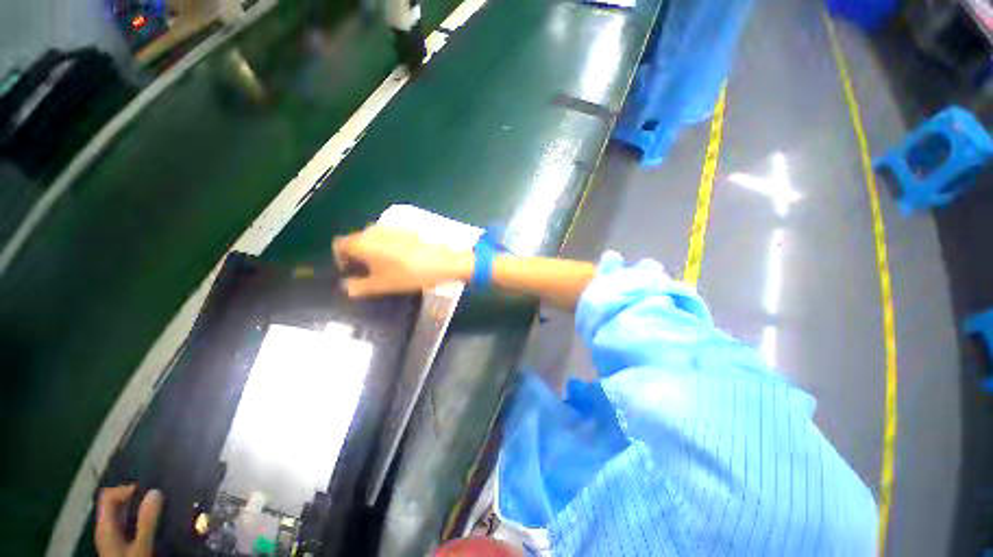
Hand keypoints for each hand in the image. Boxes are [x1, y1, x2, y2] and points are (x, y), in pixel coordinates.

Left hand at [95, 485, 162, 556]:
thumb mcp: (141, 546)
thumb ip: (147, 521)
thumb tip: (156, 491)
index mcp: (104, 526)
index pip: (108, 495)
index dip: (125, 489)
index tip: (147, 491)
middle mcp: (105, 528)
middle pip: (114, 504)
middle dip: (134, 498)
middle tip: (156, 499)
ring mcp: (111, 537)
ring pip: (122, 514)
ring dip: (138, 509)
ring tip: (158, 509)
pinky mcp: (119, 543)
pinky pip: (127, 523)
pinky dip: (139, 519)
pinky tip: (152, 524)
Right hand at [332, 226, 471, 296]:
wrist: (441, 262)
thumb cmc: (407, 274)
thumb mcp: (380, 286)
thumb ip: (357, 287)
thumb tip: (347, 286)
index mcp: (361, 242)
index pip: (338, 245)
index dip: (341, 259)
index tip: (352, 272)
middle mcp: (372, 229)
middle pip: (356, 240)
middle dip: (358, 256)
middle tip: (369, 273)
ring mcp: (391, 227)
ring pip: (374, 238)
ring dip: (374, 251)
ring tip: (387, 267)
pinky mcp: (406, 228)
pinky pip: (389, 236)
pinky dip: (389, 246)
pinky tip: (402, 259)